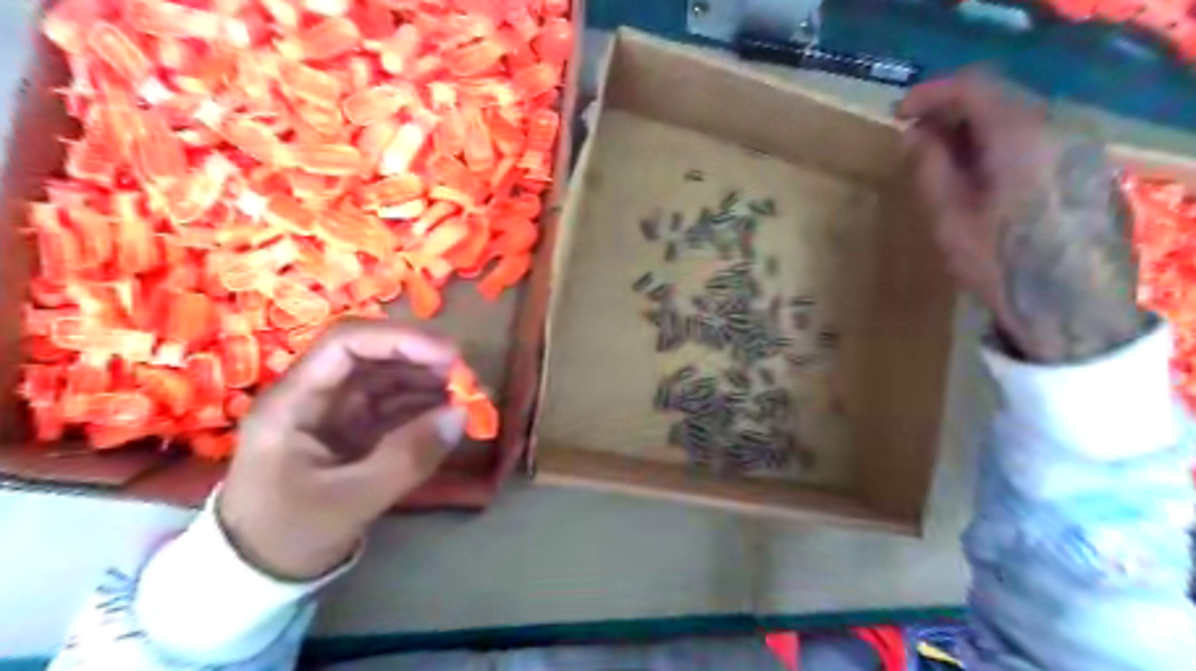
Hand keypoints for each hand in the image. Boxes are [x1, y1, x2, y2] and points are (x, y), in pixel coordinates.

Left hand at [218, 321, 467, 580]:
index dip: (400, 340)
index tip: (450, 356)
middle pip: (372, 355)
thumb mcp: (350, 501)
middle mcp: (315, 395)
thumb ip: (407, 458)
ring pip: (387, 377)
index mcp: (295, 401)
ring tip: (466, 395)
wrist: (256, 575)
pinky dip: (425, 404)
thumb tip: (461, 415)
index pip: (345, 344)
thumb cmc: (288, 535)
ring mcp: (336, 412)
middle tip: (467, 378)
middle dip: (422, 359)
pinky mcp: (354, 430)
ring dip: (429, 380)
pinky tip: (450, 412)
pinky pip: (394, 405)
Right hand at [898, 71, 1148, 362]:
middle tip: (916, 137)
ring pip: (1020, 119)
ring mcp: (1080, 147)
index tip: (899, 113)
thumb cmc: (1000, 264)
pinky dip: (1001, 144)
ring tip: (943, 159)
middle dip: (952, 111)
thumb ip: (931, 167)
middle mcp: (1058, 129)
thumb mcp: (949, 218)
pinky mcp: (1088, 168)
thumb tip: (917, 135)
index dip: (931, 93)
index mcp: (1020, 136)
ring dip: (976, 130)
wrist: (1070, 307)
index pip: (974, 88)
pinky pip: (1037, 139)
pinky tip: (981, 175)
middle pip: (1000, 98)